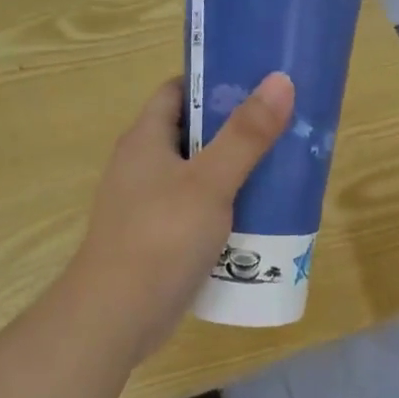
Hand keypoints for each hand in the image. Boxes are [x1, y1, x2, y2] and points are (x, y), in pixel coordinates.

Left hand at [68, 72, 294, 360]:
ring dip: (235, 172)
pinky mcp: (158, 239)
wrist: (116, 316)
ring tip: (281, 169)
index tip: (257, 83)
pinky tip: (258, 217)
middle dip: (235, 129)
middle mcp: (142, 166)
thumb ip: (246, 135)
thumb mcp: (210, 182)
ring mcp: (148, 205)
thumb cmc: (161, 237)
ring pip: (198, 176)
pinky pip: (197, 211)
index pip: (177, 92)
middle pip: (192, 133)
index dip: (213, 82)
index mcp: (145, 140)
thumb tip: (280, 80)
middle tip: (282, 127)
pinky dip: (225, 208)